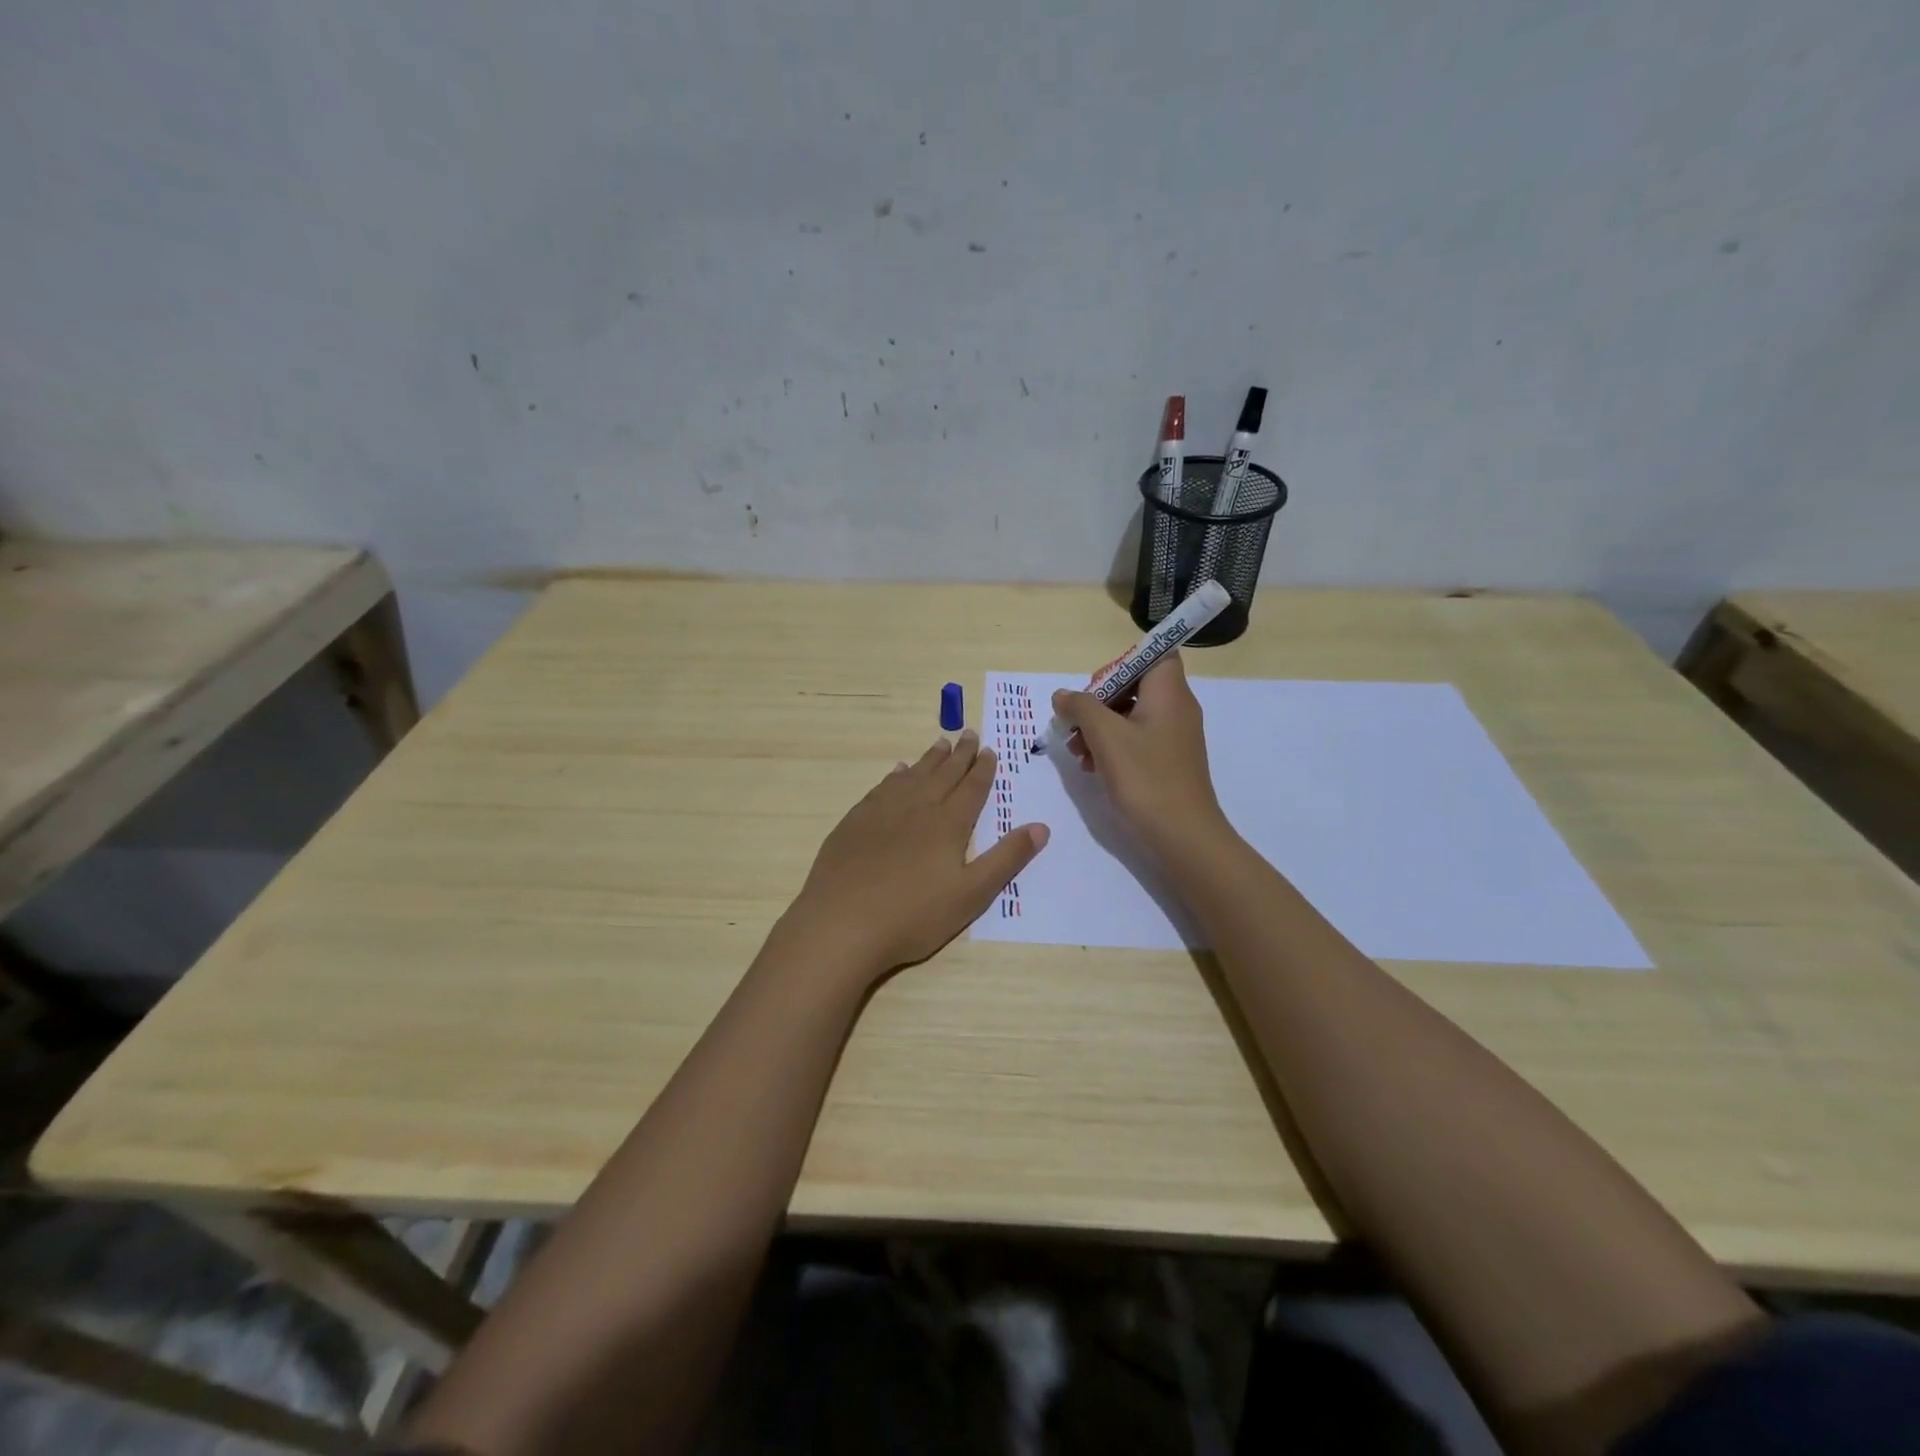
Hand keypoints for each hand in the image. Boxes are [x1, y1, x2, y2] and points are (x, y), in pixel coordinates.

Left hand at [783, 731, 1048, 981]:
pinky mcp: (856, 821)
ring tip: (940, 743)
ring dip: (929, 759)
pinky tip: (898, 771)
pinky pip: (883, 787)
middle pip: (943, 774)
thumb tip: (1041, 826)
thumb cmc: (914, 915)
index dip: (983, 769)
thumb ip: (1007, 858)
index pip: (971, 788)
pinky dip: (896, 775)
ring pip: (913, 775)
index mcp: (949, 824)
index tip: (989, 750)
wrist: (842, 923)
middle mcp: (918, 807)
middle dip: (959, 754)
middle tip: (969, 734)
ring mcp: (882, 811)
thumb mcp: (972, 894)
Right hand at [1052, 652, 1231, 858]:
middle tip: (1075, 723)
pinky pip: (1136, 740)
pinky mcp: (1167, 761)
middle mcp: (1176, 708)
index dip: (1121, 663)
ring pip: (1130, 715)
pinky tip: (1091, 767)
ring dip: (1099, 727)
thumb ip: (1081, 707)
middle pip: (1134, 685)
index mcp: (1169, 692)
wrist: (1183, 836)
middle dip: (1098, 701)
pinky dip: (1112, 746)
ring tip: (1076, 751)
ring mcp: (1174, 736)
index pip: (1153, 654)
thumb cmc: (1146, 778)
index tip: (1095, 687)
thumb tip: (1063, 696)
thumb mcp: (1105, 736)